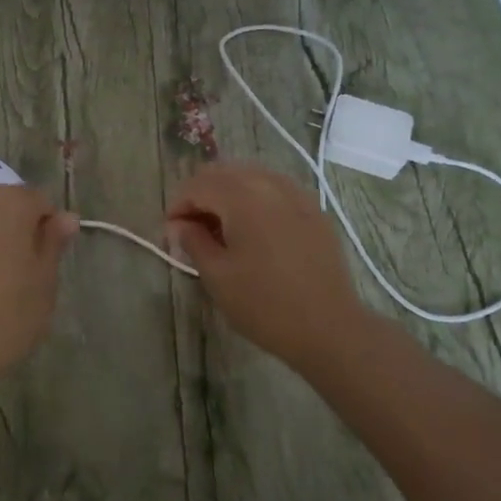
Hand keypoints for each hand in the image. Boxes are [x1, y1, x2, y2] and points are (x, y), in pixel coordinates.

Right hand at [167, 164, 364, 371]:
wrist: (330, 327)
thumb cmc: (265, 304)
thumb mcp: (217, 276)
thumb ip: (193, 241)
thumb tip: (179, 225)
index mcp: (242, 196)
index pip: (198, 185)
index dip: (177, 205)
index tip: (170, 233)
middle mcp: (269, 183)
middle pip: (224, 173)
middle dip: (201, 194)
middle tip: (190, 228)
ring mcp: (296, 194)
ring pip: (250, 176)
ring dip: (227, 193)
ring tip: (219, 228)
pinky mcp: (314, 209)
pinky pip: (275, 189)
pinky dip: (254, 198)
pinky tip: (252, 228)